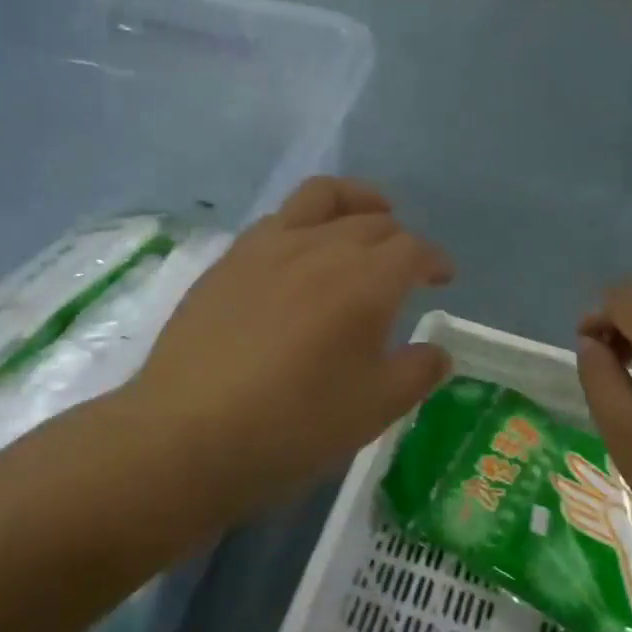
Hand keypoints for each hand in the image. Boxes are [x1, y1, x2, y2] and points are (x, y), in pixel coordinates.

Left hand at [119, 177, 453, 526]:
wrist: (187, 434)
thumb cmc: (294, 425)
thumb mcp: (375, 409)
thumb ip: (417, 372)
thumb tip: (437, 351)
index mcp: (366, 280)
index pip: (413, 250)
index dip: (435, 260)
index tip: (443, 277)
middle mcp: (322, 247)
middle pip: (373, 222)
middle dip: (400, 240)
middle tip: (405, 268)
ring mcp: (269, 246)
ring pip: (323, 197)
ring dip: (355, 202)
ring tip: (365, 218)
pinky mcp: (230, 259)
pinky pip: (280, 218)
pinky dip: (307, 221)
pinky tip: (301, 252)